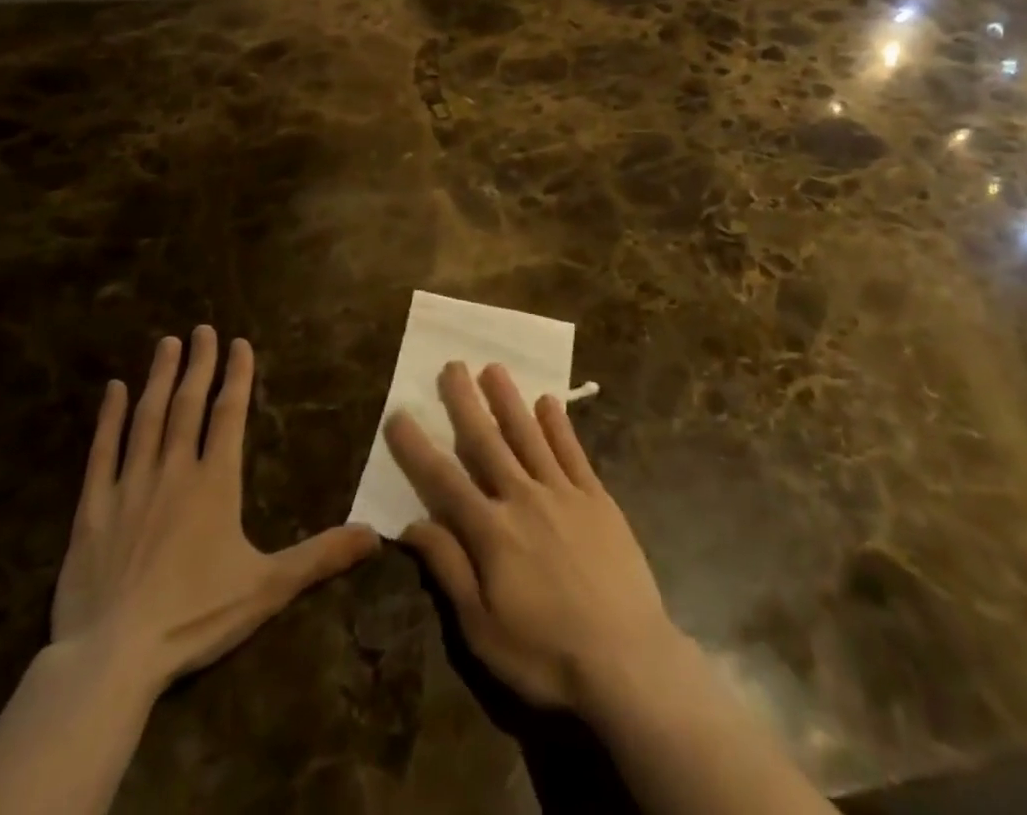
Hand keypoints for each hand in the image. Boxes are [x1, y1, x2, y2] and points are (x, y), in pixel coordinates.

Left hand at [52, 325, 377, 700]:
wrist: (112, 657)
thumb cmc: (195, 616)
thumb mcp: (269, 587)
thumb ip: (321, 556)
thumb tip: (377, 536)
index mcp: (216, 482)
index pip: (229, 414)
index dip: (237, 376)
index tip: (238, 343)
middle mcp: (174, 470)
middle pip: (189, 405)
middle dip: (199, 364)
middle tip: (201, 329)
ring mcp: (129, 486)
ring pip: (147, 418)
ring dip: (159, 378)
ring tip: (167, 344)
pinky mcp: (92, 509)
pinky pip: (101, 453)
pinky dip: (108, 419)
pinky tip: (113, 390)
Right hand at [385, 362, 693, 714]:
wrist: (628, 660)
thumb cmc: (546, 654)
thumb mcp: (482, 628)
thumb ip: (449, 569)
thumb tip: (413, 523)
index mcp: (492, 531)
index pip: (443, 480)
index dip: (417, 447)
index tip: (398, 414)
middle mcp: (524, 498)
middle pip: (487, 442)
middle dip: (466, 402)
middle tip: (452, 365)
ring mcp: (564, 493)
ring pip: (530, 435)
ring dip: (509, 400)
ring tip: (494, 368)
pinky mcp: (597, 498)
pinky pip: (573, 451)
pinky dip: (559, 425)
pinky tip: (549, 401)